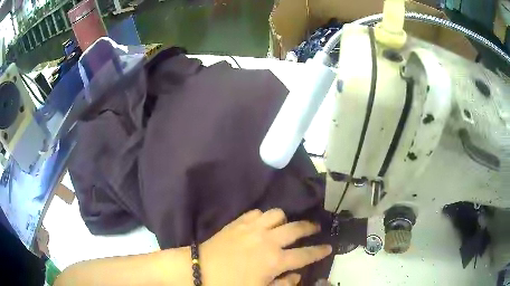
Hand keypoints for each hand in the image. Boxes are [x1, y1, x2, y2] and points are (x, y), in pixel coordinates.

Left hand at [199, 209, 331, 285]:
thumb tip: (297, 275)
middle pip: (297, 228)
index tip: (329, 247)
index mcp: (275, 260)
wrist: (199, 270)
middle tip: (315, 228)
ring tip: (285, 226)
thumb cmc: (231, 284)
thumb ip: (283, 284)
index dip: (320, 251)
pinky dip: (264, 217)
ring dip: (285, 220)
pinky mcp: (238, 222)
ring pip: (278, 214)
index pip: (306, 254)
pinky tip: (262, 224)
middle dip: (310, 228)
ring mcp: (252, 227)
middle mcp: (268, 240)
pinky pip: (257, 212)